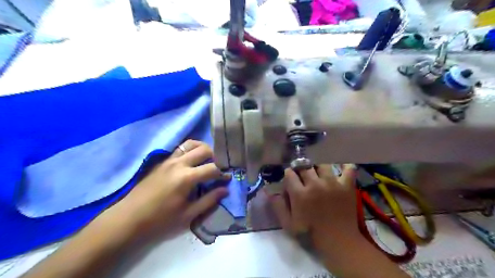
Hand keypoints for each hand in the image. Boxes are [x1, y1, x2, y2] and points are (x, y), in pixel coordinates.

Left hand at [106, 140, 229, 239]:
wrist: (129, 218)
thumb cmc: (160, 220)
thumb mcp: (188, 215)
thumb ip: (209, 200)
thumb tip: (225, 189)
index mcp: (187, 178)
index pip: (212, 168)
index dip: (223, 173)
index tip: (227, 178)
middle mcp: (179, 163)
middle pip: (204, 150)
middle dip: (216, 156)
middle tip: (219, 167)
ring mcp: (169, 160)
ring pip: (191, 144)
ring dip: (203, 148)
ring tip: (208, 159)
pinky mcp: (162, 161)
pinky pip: (180, 148)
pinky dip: (191, 150)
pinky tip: (193, 160)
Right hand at [269, 165, 357, 245]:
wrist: (338, 241)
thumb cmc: (311, 233)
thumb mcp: (288, 224)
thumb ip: (278, 206)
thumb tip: (269, 191)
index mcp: (300, 194)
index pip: (289, 173)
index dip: (288, 174)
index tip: (290, 178)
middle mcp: (315, 184)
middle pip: (305, 166)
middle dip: (301, 169)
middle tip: (303, 175)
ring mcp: (332, 183)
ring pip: (323, 165)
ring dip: (318, 166)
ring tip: (318, 172)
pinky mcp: (346, 186)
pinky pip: (348, 169)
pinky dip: (345, 166)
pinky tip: (341, 166)